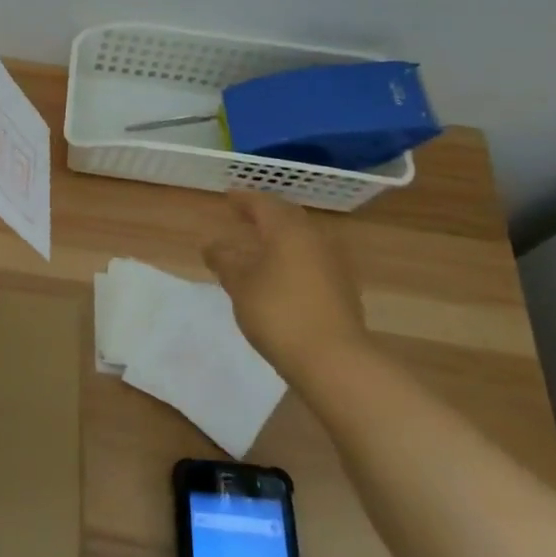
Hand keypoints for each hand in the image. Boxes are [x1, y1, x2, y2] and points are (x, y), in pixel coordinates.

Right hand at [203, 192, 367, 377]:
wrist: (334, 359)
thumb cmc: (279, 313)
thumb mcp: (240, 285)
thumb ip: (224, 261)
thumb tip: (212, 245)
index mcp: (288, 230)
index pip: (263, 203)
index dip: (243, 199)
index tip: (228, 197)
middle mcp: (315, 238)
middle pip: (287, 216)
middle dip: (265, 213)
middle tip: (244, 214)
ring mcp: (334, 263)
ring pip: (302, 237)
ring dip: (280, 235)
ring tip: (259, 244)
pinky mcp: (343, 287)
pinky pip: (312, 257)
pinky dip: (293, 256)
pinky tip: (281, 271)